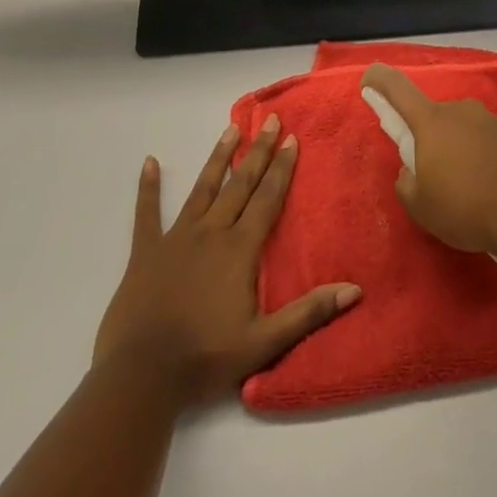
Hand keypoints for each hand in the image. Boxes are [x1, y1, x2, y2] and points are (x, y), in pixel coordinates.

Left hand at [93, 119, 360, 409]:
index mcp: (239, 249)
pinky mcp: (146, 251)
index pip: (267, 199)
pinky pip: (147, 213)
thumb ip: (309, 313)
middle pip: (240, 184)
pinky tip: (149, 162)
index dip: (282, 168)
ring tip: (231, 129)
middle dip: (258, 151)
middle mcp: (211, 232)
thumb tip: (354, 290)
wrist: (141, 376)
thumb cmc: (205, 358)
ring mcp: (176, 238)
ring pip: (202, 188)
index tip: (292, 139)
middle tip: (271, 121)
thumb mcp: (265, 341)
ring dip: (218, 158)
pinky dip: (148, 187)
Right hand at [362, 63, 496, 256]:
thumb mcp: (420, 206)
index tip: (369, 78)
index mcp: (432, 121)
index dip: (380, 80)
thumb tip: (412, 171)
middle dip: (429, 139)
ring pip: (464, 130)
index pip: (398, 88)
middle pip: (434, 117)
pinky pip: (489, 143)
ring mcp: (493, 121)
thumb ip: (407, 182)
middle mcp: (462, 110)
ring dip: (459, 150)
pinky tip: (491, 190)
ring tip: (467, 190)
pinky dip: (484, 159)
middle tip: (433, 176)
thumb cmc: (465, 207)